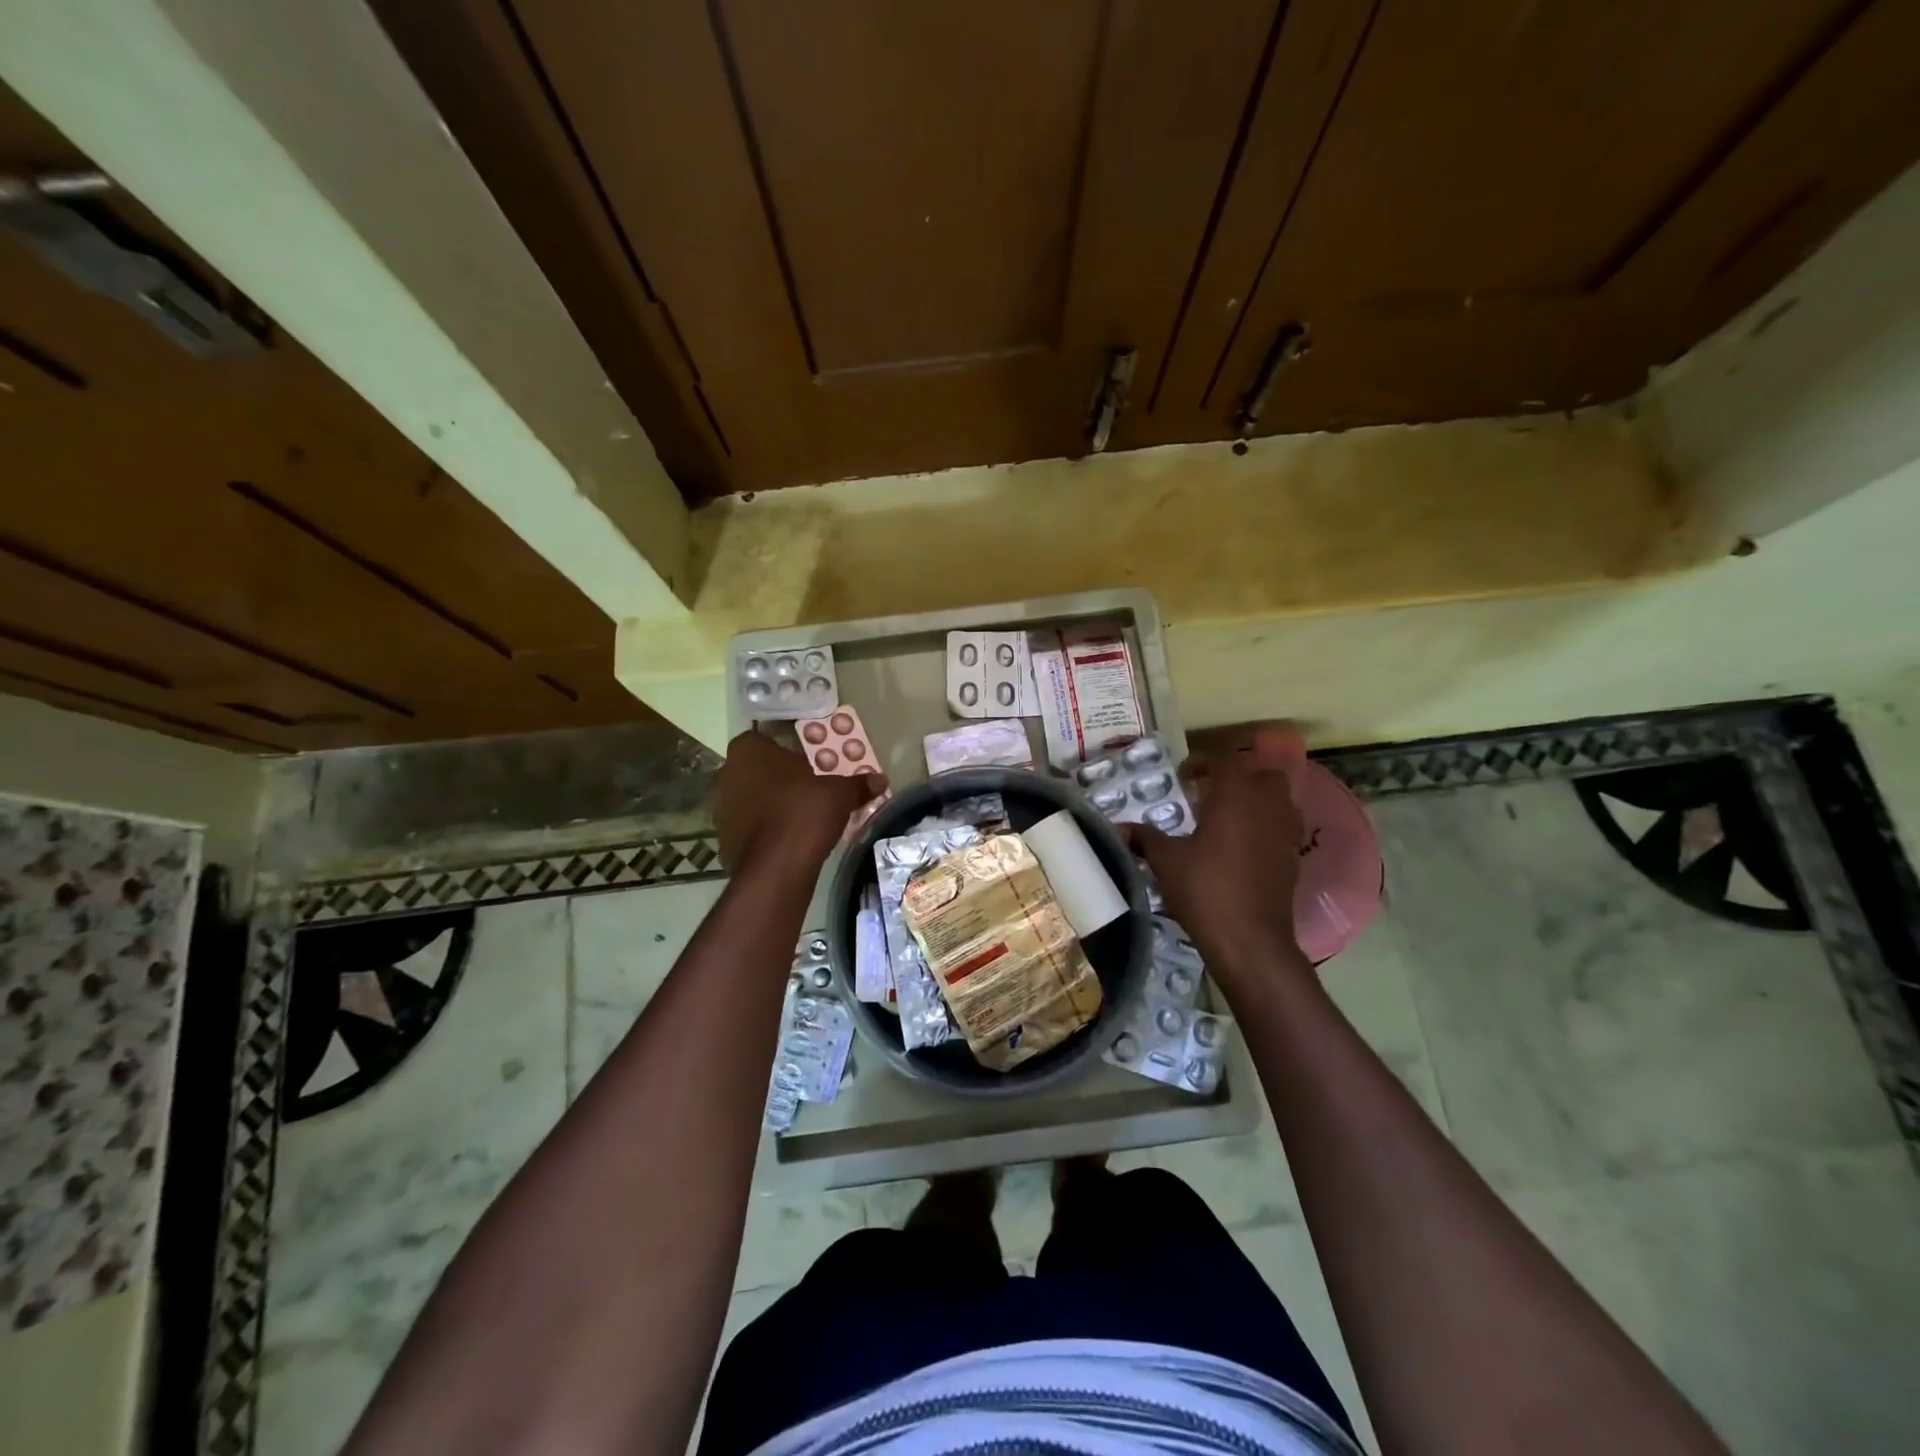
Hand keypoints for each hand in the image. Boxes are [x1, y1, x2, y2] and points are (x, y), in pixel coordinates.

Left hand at [714, 730, 886, 874]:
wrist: (776, 868)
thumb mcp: (840, 794)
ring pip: (750, 799)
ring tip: (800, 818)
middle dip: (779, 779)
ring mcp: (720, 808)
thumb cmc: (804, 812)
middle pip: (756, 770)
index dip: (787, 752)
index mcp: (748, 750)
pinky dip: (764, 830)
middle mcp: (727, 773)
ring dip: (769, 805)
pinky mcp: (722, 839)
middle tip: (808, 790)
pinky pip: (748, 826)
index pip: (765, 740)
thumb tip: (880, 779)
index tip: (808, 765)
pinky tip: (787, 840)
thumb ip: (857, 784)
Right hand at [1133, 726, 1310, 984]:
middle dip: (1238, 778)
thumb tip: (1119, 828)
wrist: (1249, 940)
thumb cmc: (1205, 890)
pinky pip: (1283, 829)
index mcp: (1235, 796)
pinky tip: (1241, 848)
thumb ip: (1145, 839)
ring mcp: (1286, 833)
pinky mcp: (1294, 859)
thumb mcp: (1166, 862)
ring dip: (1256, 801)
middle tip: (1210, 794)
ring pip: (1279, 800)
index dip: (1204, 762)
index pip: (1226, 760)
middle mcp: (1267, 806)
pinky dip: (1266, 828)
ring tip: (1227, 819)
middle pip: (1262, 775)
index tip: (1184, 776)